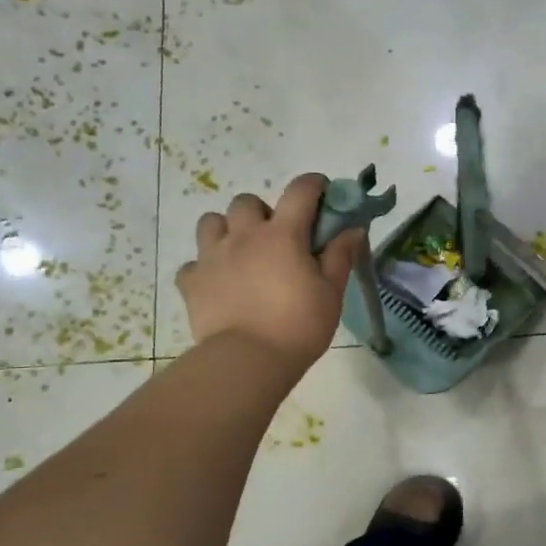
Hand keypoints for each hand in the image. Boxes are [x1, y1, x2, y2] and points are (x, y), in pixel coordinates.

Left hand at [176, 173, 364, 373]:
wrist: (248, 360)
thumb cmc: (299, 325)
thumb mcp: (331, 292)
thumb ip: (341, 256)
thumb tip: (353, 229)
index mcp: (282, 234)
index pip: (300, 190)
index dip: (314, 185)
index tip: (323, 193)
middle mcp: (244, 235)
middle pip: (247, 201)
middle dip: (263, 211)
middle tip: (277, 238)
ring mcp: (212, 256)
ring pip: (211, 222)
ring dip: (227, 230)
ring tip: (241, 254)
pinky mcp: (192, 282)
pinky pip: (193, 264)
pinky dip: (205, 269)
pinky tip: (218, 284)